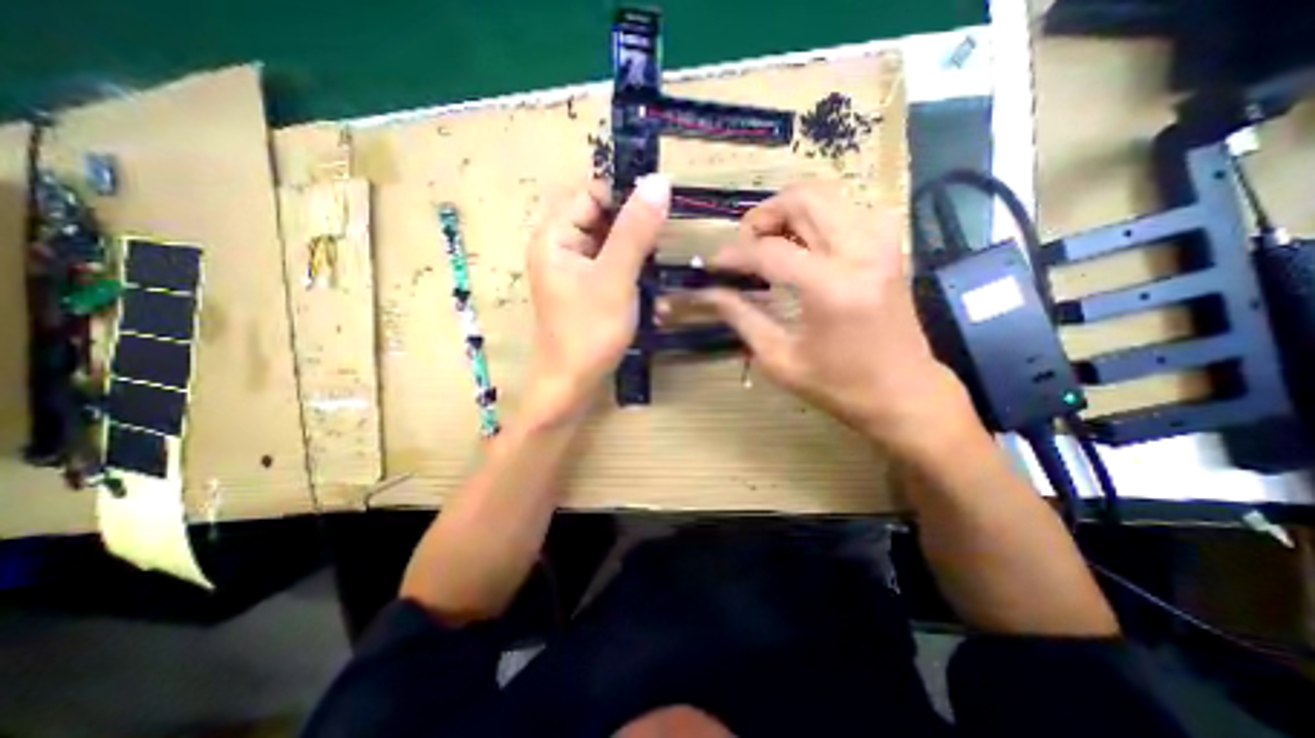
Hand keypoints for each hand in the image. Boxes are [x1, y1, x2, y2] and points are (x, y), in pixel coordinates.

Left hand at [526, 174, 669, 413]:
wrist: (571, 385)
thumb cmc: (589, 332)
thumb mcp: (615, 277)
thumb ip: (636, 230)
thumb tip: (659, 180)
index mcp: (555, 235)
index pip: (591, 193)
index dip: (625, 194)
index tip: (662, 209)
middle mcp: (560, 247)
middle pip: (600, 216)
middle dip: (634, 224)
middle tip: (664, 241)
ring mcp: (572, 270)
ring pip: (609, 241)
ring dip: (635, 248)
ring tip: (659, 262)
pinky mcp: (585, 289)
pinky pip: (609, 264)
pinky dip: (630, 267)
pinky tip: (647, 280)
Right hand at [699, 182, 985, 457]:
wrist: (903, 393)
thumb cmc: (838, 386)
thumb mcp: (779, 359)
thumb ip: (741, 317)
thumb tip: (708, 292)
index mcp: (831, 288)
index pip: (770, 251)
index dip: (734, 254)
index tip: (714, 264)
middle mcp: (860, 252)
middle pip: (803, 199)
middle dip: (763, 215)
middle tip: (745, 244)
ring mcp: (881, 243)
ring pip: (827, 194)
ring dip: (789, 211)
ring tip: (771, 242)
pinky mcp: (890, 245)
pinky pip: (847, 208)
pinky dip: (818, 216)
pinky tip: (806, 244)